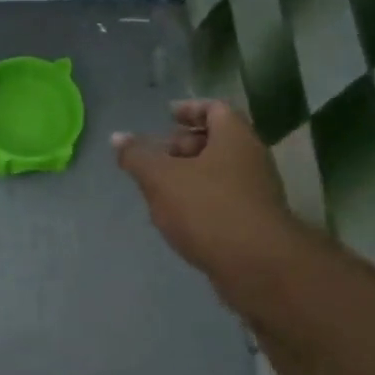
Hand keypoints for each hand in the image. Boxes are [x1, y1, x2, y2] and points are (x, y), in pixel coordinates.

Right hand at [113, 100, 290, 286]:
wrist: (256, 265)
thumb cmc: (207, 209)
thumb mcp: (161, 178)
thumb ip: (137, 157)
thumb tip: (117, 138)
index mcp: (234, 138)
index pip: (214, 109)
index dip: (189, 108)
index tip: (166, 115)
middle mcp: (251, 159)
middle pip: (216, 141)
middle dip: (183, 145)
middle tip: (155, 156)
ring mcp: (255, 192)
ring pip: (218, 173)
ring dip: (189, 176)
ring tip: (159, 189)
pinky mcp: (252, 222)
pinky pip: (222, 200)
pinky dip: (199, 201)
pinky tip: (177, 218)